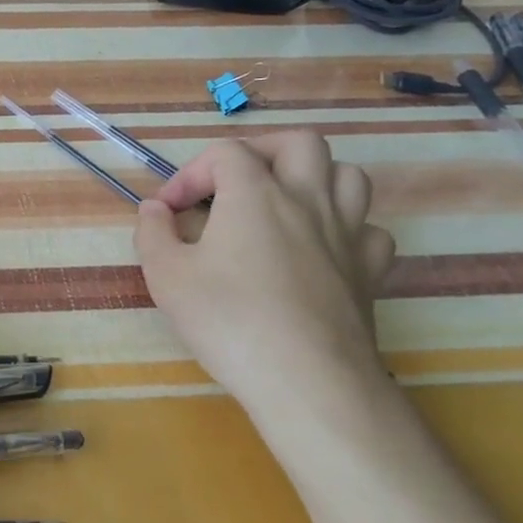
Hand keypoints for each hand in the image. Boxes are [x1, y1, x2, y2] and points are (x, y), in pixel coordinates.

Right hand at [134, 131, 395, 411]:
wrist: (307, 380)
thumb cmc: (228, 320)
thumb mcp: (166, 275)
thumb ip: (153, 232)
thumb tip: (155, 210)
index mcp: (255, 194)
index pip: (225, 153)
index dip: (190, 174)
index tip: (168, 211)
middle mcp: (308, 200)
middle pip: (299, 143)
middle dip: (260, 152)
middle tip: (232, 183)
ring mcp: (347, 234)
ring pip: (347, 176)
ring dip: (312, 179)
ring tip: (281, 205)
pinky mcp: (370, 271)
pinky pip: (368, 229)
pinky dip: (344, 228)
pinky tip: (320, 250)